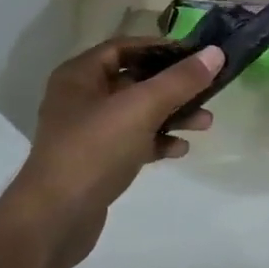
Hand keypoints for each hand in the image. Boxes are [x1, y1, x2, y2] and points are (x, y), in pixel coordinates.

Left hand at [6, 38, 221, 267]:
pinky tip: (180, 149)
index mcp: (80, 75)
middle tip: (207, 91)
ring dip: (171, 115)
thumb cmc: (94, 150)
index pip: (124, 47)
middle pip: (135, 80)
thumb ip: (180, 80)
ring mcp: (87, 133)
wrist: (53, 220)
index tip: (195, 55)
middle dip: (173, 86)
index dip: (160, 48)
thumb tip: (215, 52)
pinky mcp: (96, 162)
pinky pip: (133, 142)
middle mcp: (80, 99)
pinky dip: (157, 142)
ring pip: (137, 113)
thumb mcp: (141, 108)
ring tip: (205, 124)